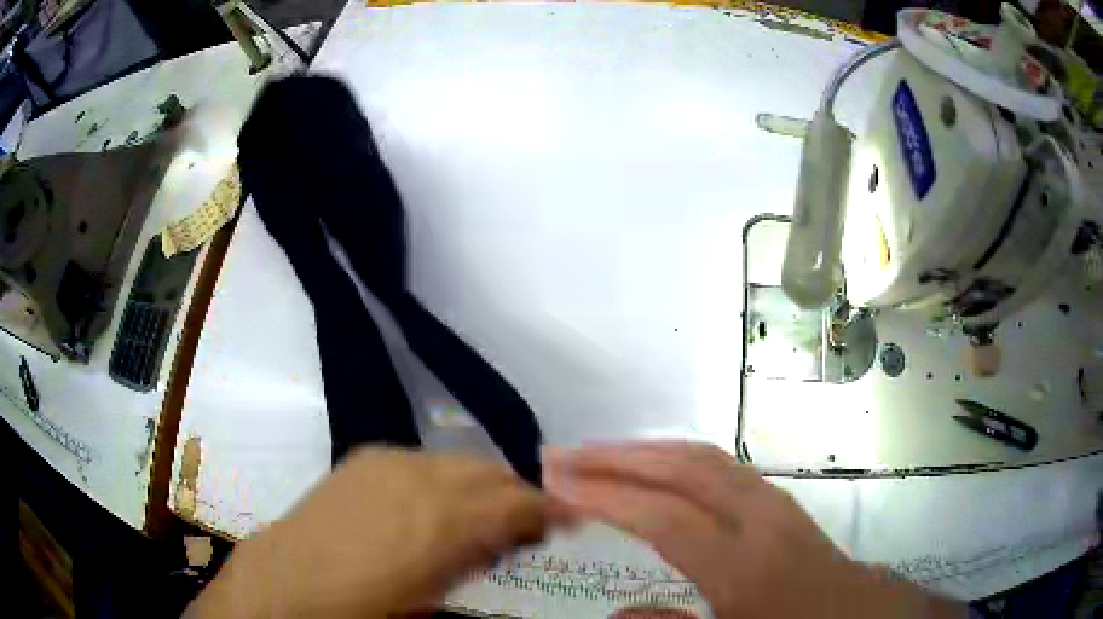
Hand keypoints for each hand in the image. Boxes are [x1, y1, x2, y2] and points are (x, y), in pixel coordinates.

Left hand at [188, 447, 555, 617]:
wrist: (289, 581)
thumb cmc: (366, 606)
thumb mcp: (433, 599)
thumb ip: (474, 563)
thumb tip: (504, 543)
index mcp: (446, 524)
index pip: (520, 504)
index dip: (552, 510)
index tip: (569, 519)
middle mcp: (424, 479)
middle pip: (494, 475)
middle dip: (519, 497)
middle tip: (526, 525)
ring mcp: (391, 461)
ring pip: (460, 462)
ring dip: (481, 486)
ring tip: (480, 515)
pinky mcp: (367, 456)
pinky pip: (423, 460)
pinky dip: (442, 478)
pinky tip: (431, 503)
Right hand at [544, 442, 962, 618]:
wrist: (860, 615)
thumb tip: (616, 612)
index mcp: (747, 567)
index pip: (665, 517)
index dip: (606, 496)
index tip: (554, 483)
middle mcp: (761, 520)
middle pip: (683, 470)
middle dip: (616, 458)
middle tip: (560, 457)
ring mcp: (774, 503)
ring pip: (703, 459)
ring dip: (644, 451)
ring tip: (594, 456)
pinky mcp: (778, 501)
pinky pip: (719, 467)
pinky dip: (675, 459)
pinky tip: (653, 467)